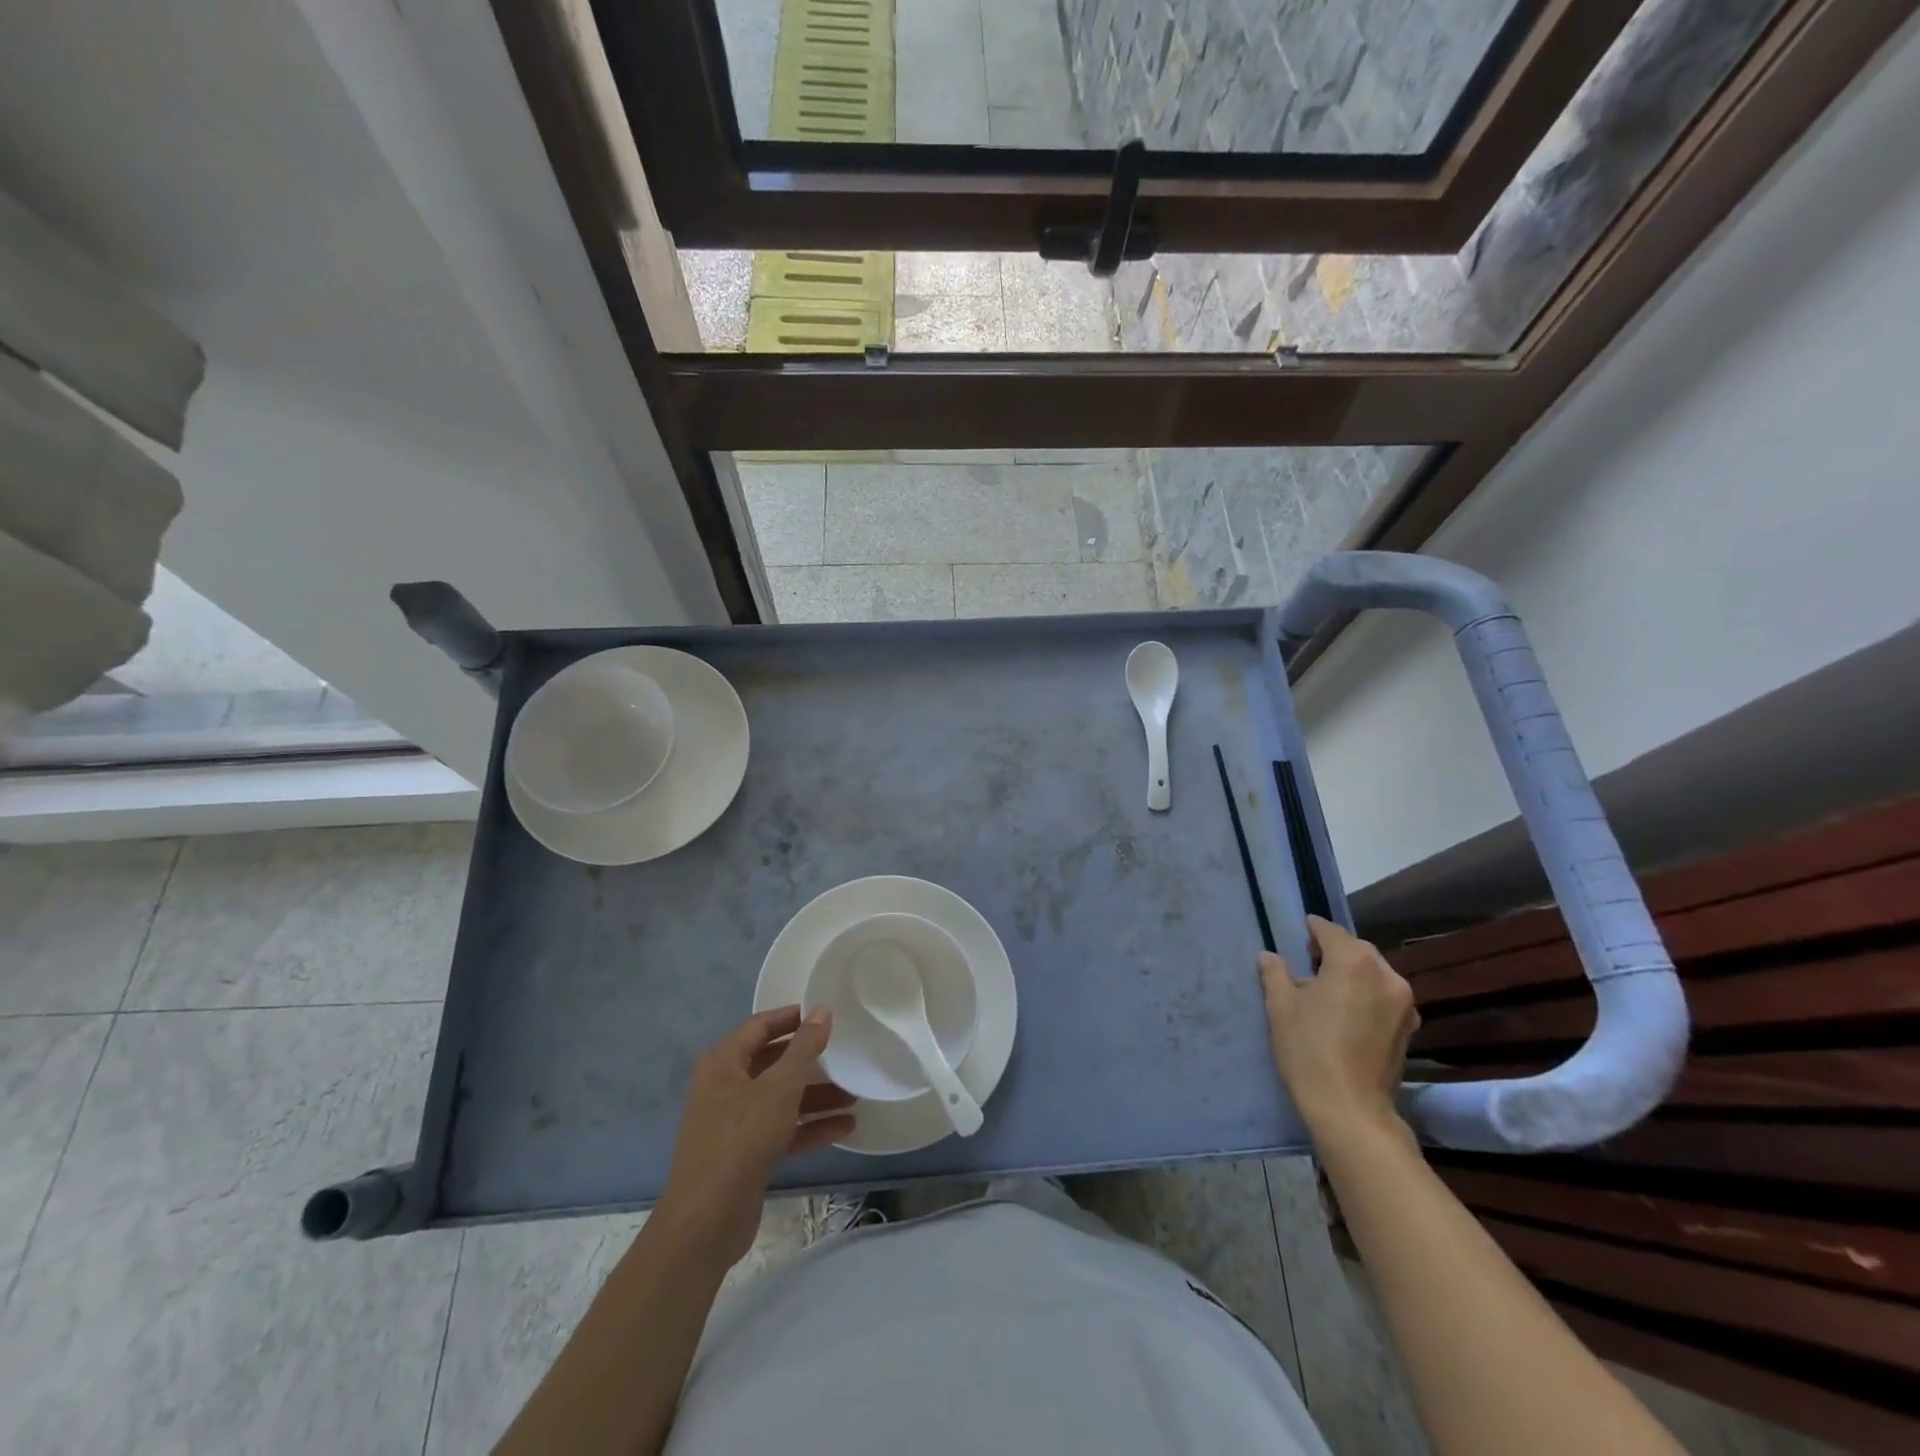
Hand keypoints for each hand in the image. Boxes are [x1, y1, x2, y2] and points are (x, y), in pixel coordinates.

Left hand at [655, 1006, 857, 1267]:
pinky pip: (783, 1129)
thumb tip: (821, 1010)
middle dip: (810, 1061)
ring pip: (781, 1098)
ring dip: (816, 1096)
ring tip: (855, 1095)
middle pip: (773, 1062)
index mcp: (724, 1062)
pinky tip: (845, 1127)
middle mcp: (726, 1086)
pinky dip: (810, 1126)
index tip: (826, 1014)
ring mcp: (735, 1122)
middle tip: (845, 1053)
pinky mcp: (747, 1154)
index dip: (792, 1017)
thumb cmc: (742, 1139)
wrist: (707, 1220)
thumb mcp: (779, 1088)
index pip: (761, 1025)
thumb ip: (804, 1048)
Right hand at [1261, 915, 1419, 1140]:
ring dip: (1353, 972)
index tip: (1300, 930)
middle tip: (1309, 961)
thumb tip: (1270, 957)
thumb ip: (1275, 974)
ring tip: (1328, 988)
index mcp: (1354, 962)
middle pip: (1357, 950)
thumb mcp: (1281, 1007)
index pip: (1330, 932)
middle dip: (1335, 950)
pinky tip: (1348, 1011)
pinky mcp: (1408, 1029)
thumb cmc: (1309, 1050)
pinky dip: (1367, 994)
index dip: (1312, 929)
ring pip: (1375, 973)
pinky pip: (1384, 996)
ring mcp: (1403, 1004)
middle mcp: (1386, 976)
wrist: (1350, 1109)